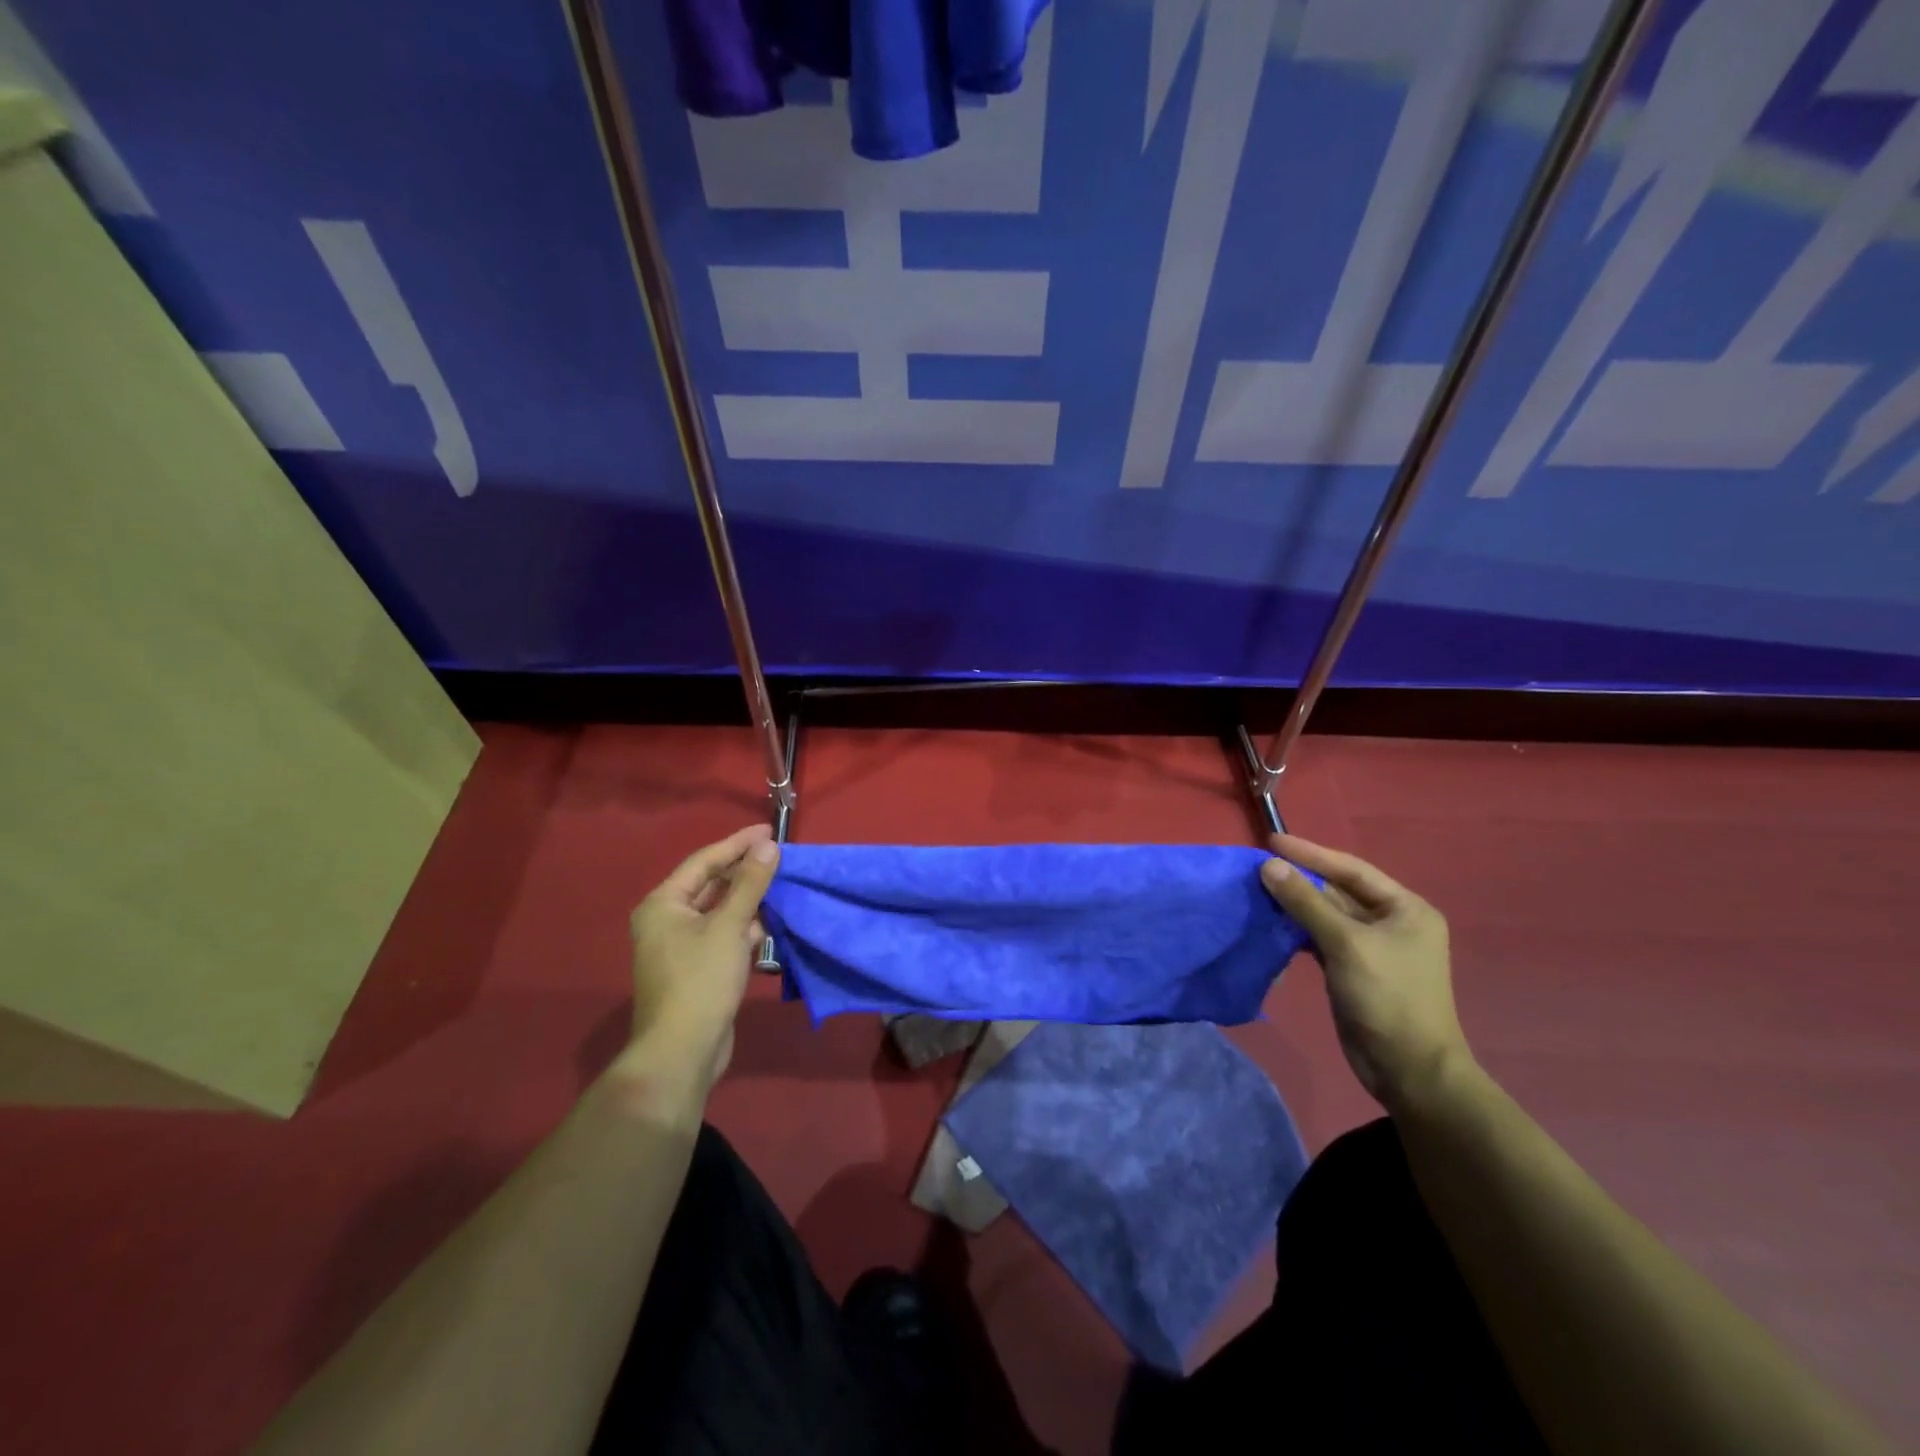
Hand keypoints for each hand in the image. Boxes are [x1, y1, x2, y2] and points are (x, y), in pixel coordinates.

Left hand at [625, 825, 779, 1089]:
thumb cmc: (701, 980)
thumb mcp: (729, 926)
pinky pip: (722, 935)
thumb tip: (768, 846)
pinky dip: (744, 928)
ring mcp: (680, 947)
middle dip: (745, 871)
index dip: (738, 843)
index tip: (769, 831)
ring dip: (748, 900)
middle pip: (711, 885)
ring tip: (781, 886)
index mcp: (664, 904)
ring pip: (719, 911)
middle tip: (778, 856)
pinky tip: (768, 925)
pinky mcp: (696, 969)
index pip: (704, 861)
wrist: (683, 1051)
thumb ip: (750, 883)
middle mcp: (667, 921)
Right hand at [1259, 832, 1472, 1111]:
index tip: (1272, 841)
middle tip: (1258, 866)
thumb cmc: (1388, 998)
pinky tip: (1271, 923)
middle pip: (1338, 890)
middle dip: (1300, 879)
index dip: (1311, 853)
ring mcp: (1372, 947)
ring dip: (1295, 904)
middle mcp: (1392, 922)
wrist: (1409, 1070)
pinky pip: (1321, 938)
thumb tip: (1268, 866)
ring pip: (1326, 915)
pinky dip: (1297, 930)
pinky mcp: (1353, 969)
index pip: (1351, 869)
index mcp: (1406, 908)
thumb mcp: (1346, 943)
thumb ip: (1306, 902)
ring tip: (1258, 889)